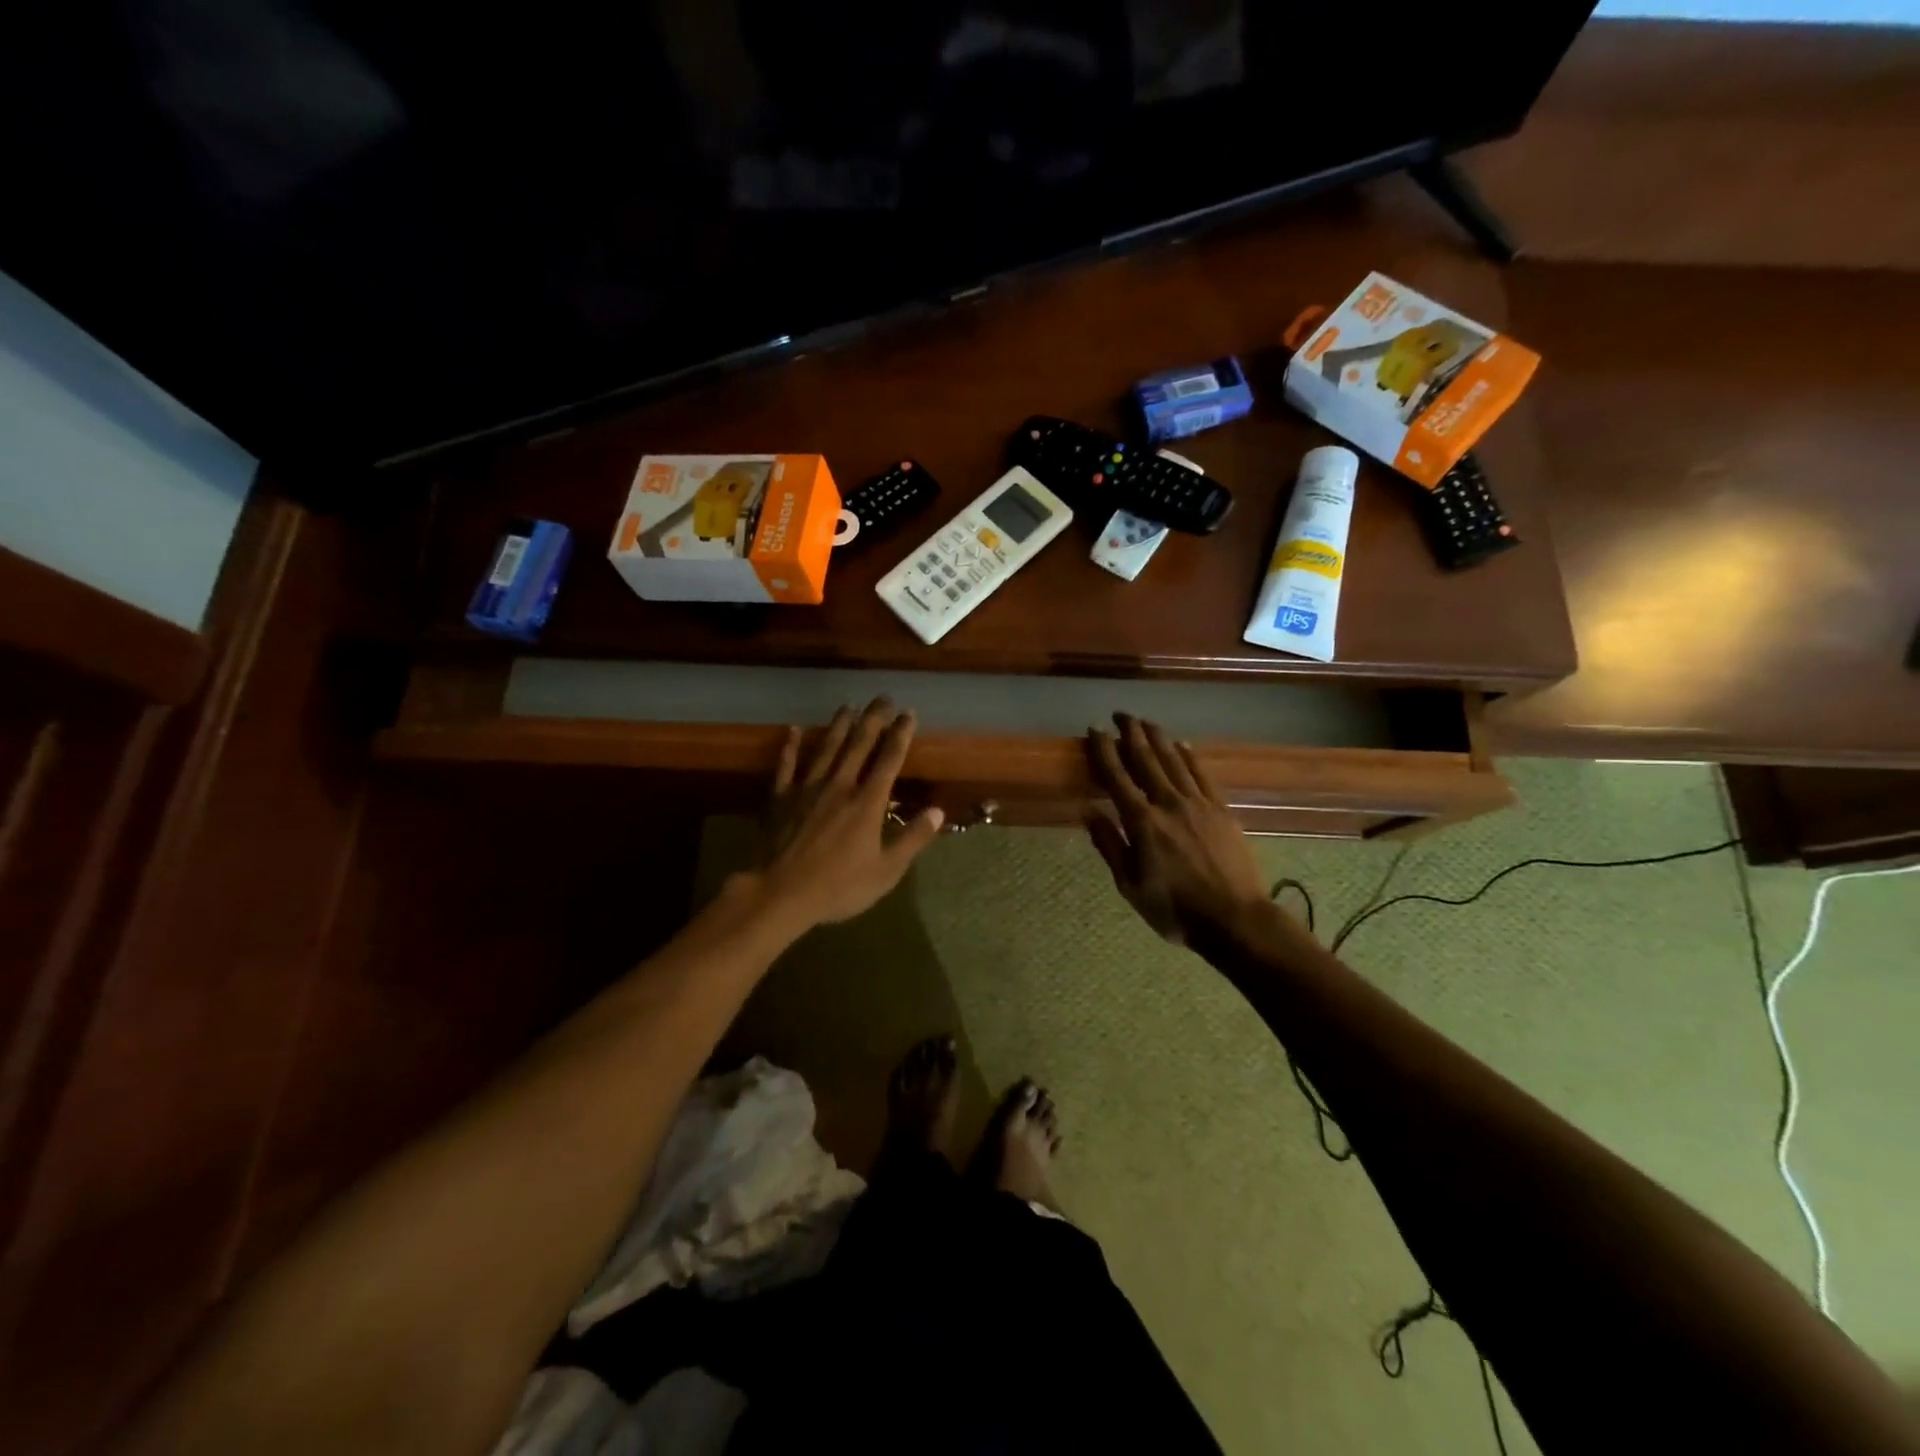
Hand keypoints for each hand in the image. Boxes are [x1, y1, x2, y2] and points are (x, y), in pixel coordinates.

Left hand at [751, 698, 943, 929]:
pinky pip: (786, 765)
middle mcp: (840, 785)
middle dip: (873, 719)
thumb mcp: (886, 871)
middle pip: (859, 744)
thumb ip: (912, 839)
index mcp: (868, 802)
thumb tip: (938, 811)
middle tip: (882, 697)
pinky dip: (790, 746)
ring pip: (826, 748)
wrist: (781, 893)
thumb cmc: (839, 886)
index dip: (901, 734)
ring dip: (838, 725)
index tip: (908, 713)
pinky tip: (793, 730)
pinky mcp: (780, 797)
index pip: (889, 760)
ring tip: (848, 705)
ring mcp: (807, 788)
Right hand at [1084, 714, 1271, 946]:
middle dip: (1130, 734)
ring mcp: (1198, 804)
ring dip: (1158, 738)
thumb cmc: (1175, 909)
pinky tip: (1182, 745)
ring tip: (1146, 721)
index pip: (1117, 777)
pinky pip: (1202, 774)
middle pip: (1146, 759)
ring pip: (1174, 761)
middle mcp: (1168, 803)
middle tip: (1120, 714)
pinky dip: (1189, 756)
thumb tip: (1088, 810)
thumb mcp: (1130, 885)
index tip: (1094, 730)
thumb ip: (1110, 845)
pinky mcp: (1221, 810)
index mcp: (1142, 822)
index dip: (1103, 751)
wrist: (1235, 918)